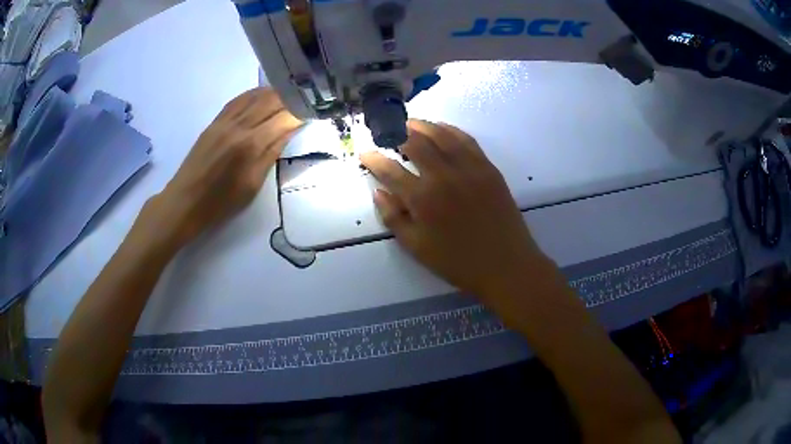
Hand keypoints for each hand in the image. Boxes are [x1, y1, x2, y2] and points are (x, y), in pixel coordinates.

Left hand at [141, 88, 301, 249]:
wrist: (185, 202)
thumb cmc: (221, 202)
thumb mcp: (253, 184)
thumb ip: (272, 153)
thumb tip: (289, 131)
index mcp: (251, 145)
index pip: (284, 118)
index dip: (300, 114)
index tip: (312, 113)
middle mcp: (238, 126)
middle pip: (271, 100)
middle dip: (291, 98)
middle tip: (303, 103)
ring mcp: (224, 121)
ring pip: (254, 96)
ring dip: (274, 93)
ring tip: (288, 96)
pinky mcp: (214, 122)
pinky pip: (237, 100)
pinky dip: (253, 95)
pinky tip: (262, 96)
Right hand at [360, 120, 549, 299]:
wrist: (505, 265)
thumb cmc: (458, 262)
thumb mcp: (417, 248)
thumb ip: (394, 218)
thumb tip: (379, 192)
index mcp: (423, 198)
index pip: (390, 170)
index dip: (374, 159)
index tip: (365, 153)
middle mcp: (444, 175)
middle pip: (416, 143)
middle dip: (397, 134)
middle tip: (388, 132)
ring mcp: (469, 168)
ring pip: (442, 135)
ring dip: (423, 126)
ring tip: (411, 124)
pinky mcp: (488, 168)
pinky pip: (467, 140)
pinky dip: (451, 130)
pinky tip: (443, 130)